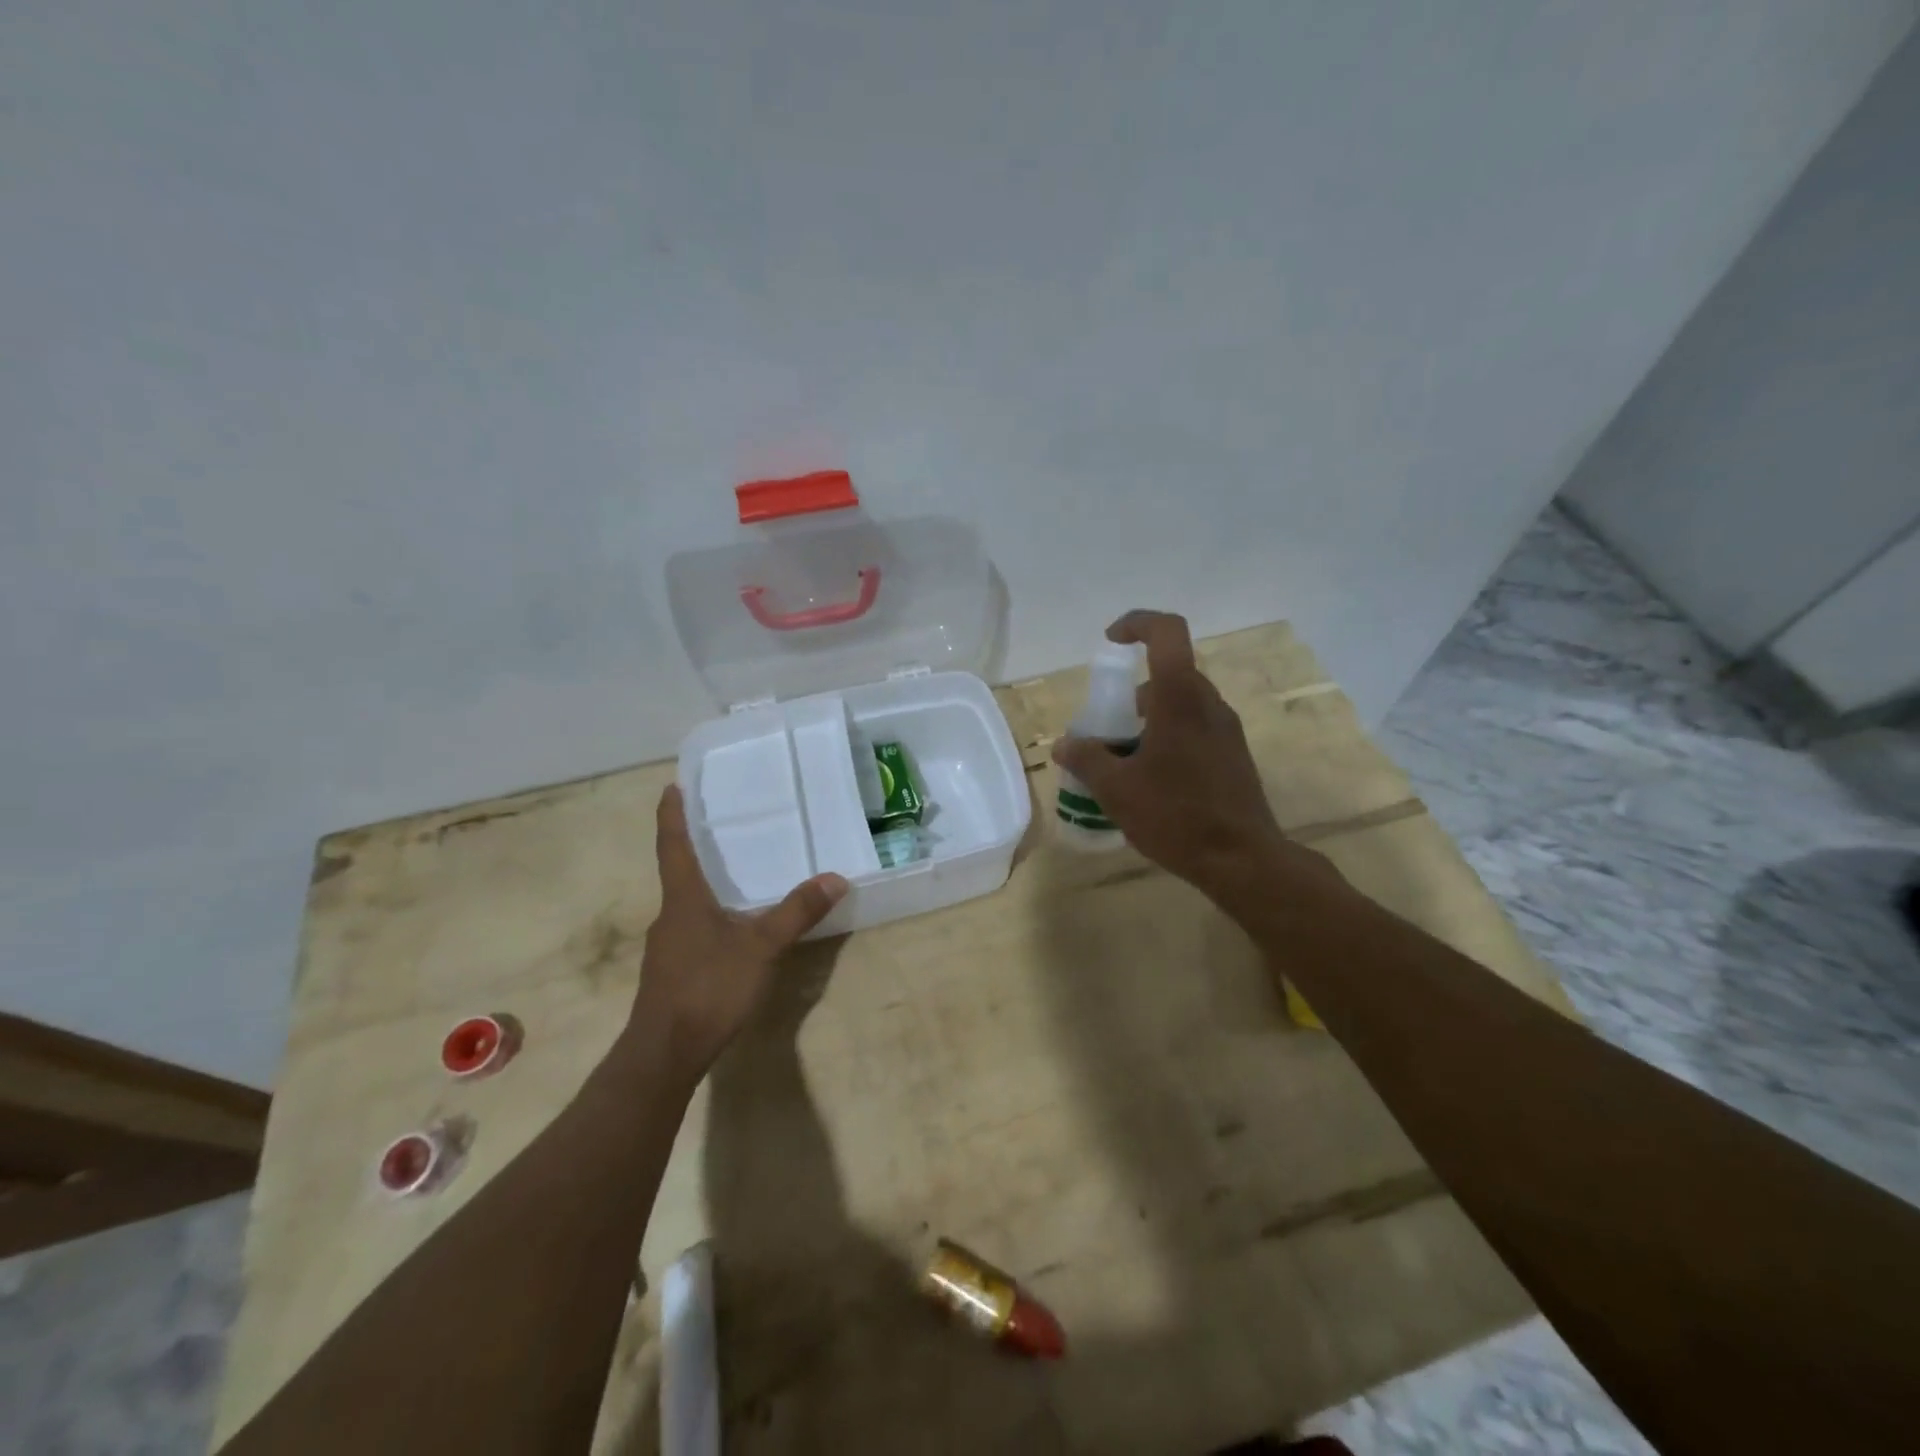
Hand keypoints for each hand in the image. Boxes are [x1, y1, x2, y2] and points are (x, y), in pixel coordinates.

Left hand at [629, 784, 848, 1079]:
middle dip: (695, 849)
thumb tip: (835, 878)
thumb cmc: (708, 988)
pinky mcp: (671, 972)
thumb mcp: (761, 948)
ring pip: (686, 905)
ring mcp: (667, 947)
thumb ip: (797, 913)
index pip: (674, 846)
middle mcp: (669, 916)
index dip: (672, 815)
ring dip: (704, 887)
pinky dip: (709, 917)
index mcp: (683, 900)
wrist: (664, 1054)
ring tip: (734, 877)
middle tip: (720, 827)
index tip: (671, 787)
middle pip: (679, 873)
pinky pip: (691, 931)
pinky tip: (732, 931)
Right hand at [1052, 610, 1342, 918]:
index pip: (1167, 632)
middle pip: (1169, 674)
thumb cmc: (1176, 816)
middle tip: (1107, 727)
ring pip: (1182, 704)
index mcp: (1180, 699)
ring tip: (1124, 760)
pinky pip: (1196, 728)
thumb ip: (1086, 760)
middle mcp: (1209, 704)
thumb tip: (1063, 744)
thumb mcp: (1116, 790)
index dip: (1137, 623)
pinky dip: (1168, 737)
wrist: (1243, 860)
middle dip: (1132, 692)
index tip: (1110, 642)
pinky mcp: (1234, 755)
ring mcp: (1227, 730)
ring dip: (1150, 719)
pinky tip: (1152, 781)